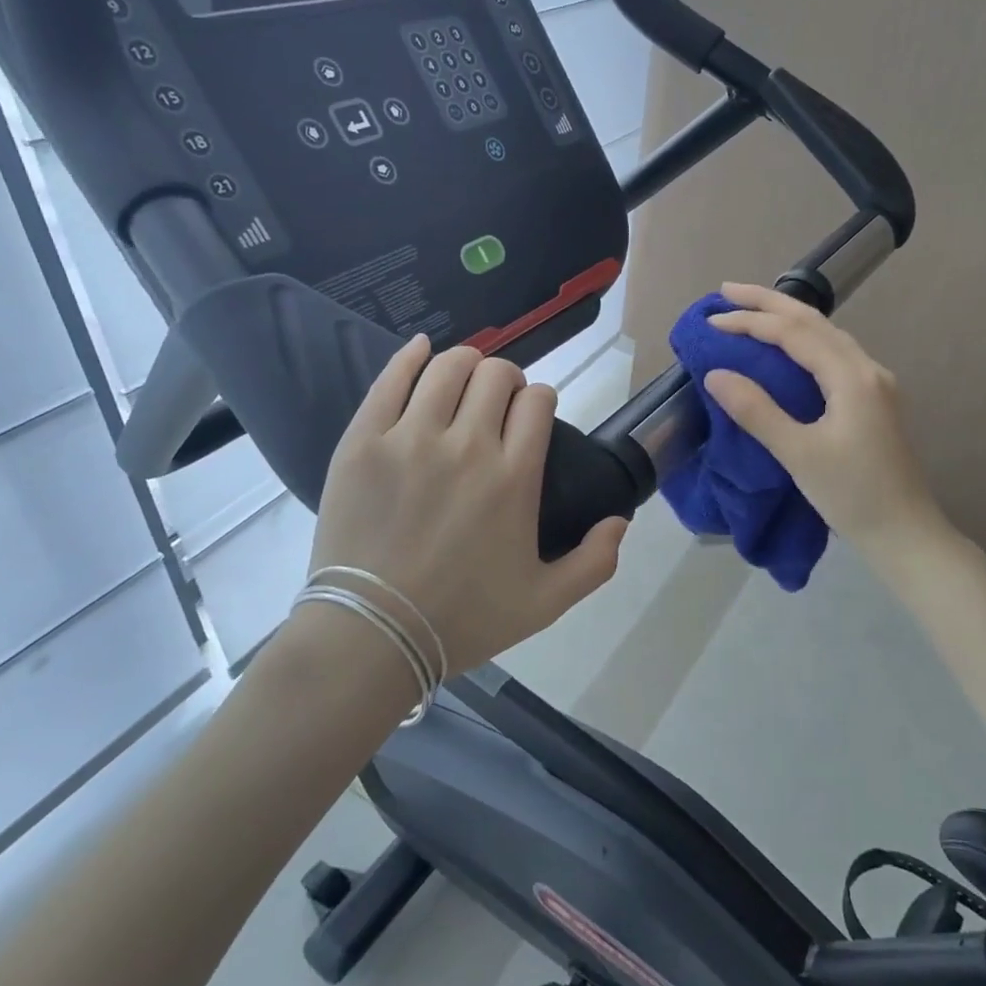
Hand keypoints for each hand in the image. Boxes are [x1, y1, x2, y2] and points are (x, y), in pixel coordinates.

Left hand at [306, 336, 627, 674]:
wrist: (371, 635)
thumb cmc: (462, 620)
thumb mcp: (546, 603)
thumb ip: (595, 563)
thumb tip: (621, 520)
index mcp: (514, 478)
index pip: (538, 401)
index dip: (540, 399)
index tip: (532, 415)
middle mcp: (467, 445)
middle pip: (496, 373)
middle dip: (506, 379)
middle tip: (497, 403)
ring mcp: (411, 438)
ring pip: (448, 367)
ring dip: (465, 363)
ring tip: (463, 381)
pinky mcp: (364, 441)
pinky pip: (390, 378)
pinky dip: (411, 356)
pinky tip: (421, 350)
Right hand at [703, 283, 944, 554]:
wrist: (905, 533)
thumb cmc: (852, 495)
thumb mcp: (799, 455)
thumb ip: (757, 411)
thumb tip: (716, 374)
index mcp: (852, 377)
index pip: (794, 334)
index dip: (751, 322)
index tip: (712, 321)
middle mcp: (867, 370)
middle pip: (815, 321)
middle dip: (769, 302)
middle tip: (726, 291)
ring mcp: (874, 384)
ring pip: (827, 335)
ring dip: (788, 318)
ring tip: (751, 310)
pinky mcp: (872, 401)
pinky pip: (833, 354)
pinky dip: (803, 340)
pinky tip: (788, 347)